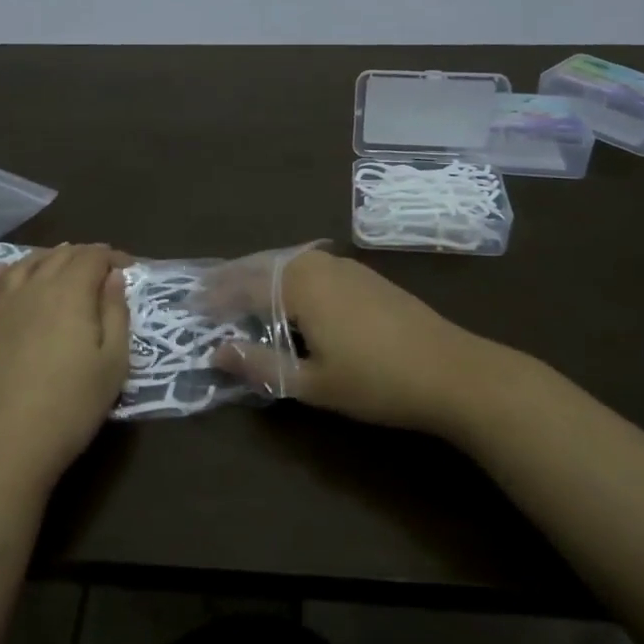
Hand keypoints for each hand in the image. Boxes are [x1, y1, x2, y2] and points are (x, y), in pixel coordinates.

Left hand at [0, 244, 131, 496]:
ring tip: (58, 263)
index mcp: (69, 294)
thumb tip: (113, 277)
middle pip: (58, 257)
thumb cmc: (69, 409)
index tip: (128, 267)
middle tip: (98, 267)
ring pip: (21, 267)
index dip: (111, 256)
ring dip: (44, 259)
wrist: (0, 452)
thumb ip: (116, 314)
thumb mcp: (113, 365)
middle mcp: (31, 290)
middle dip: (82, 255)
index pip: (92, 257)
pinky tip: (4, 274)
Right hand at [213, 248, 485, 436]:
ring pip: (289, 262)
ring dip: (261, 274)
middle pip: (264, 264)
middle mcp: (317, 264)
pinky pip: (311, 265)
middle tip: (208, 292)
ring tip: (242, 292)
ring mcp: (344, 266)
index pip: (244, 285)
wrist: (452, 370)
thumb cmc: (376, 381)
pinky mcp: (364, 275)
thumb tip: (216, 352)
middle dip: (234, 278)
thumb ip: (260, 364)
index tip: (192, 305)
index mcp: (299, 285)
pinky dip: (288, 276)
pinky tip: (290, 294)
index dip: (216, 296)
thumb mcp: (311, 382)